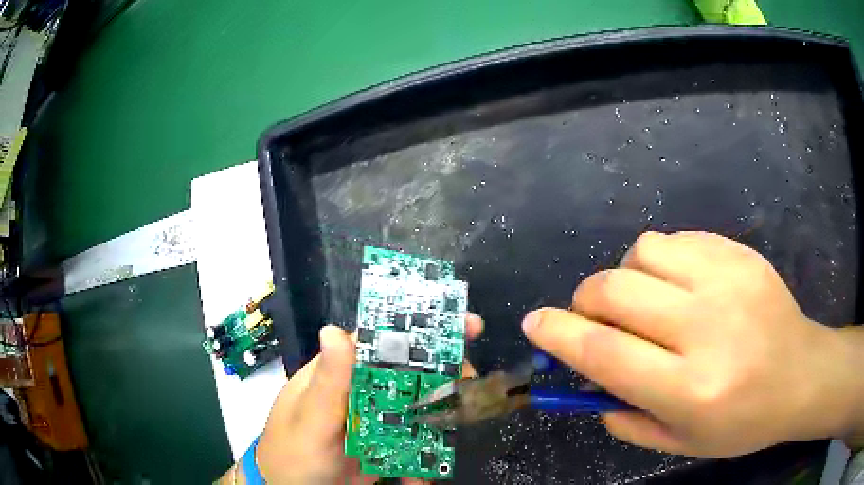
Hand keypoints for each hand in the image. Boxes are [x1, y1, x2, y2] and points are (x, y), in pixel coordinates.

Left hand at [252, 314, 483, 483]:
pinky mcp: (385, 444)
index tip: (463, 326)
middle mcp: (360, 390)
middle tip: (472, 382)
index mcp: (339, 373)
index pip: (381, 340)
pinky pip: (414, 441)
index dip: (422, 328)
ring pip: (418, 406)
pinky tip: (426, 471)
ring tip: (457, 431)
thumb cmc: (293, 455)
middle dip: (445, 373)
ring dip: (441, 417)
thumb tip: (334, 329)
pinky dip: (426, 453)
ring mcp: (375, 419)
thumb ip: (326, 384)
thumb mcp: (309, 421)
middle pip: (409, 372)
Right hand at [522, 231, 863, 457]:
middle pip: (617, 289)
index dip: (559, 333)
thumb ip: (627, 418)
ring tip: (644, 299)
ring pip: (644, 251)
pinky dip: (662, 261)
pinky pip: (678, 240)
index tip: (534, 322)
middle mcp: (707, 327)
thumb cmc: (743, 422)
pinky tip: (679, 285)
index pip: (605, 351)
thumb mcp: (682, 442)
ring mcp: (728, 280)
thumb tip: (590, 382)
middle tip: (594, 317)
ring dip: (626, 275)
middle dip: (587, 301)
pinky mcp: (741, 254)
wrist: (802, 375)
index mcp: (690, 387)